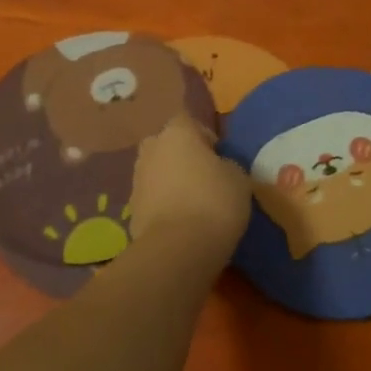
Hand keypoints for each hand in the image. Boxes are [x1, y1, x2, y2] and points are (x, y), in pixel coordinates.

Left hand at [129, 114, 251, 260]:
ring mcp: (137, 179)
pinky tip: (181, 221)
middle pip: (167, 144)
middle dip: (182, 155)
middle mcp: (151, 149)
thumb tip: (220, 167)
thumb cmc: (214, 202)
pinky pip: (151, 197)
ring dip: (170, 180)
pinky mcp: (131, 209)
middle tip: (204, 176)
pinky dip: (163, 204)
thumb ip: (227, 164)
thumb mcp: (239, 178)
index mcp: (177, 133)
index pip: (188, 120)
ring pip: (156, 171)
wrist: (177, 250)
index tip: (219, 155)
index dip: (204, 135)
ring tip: (193, 202)